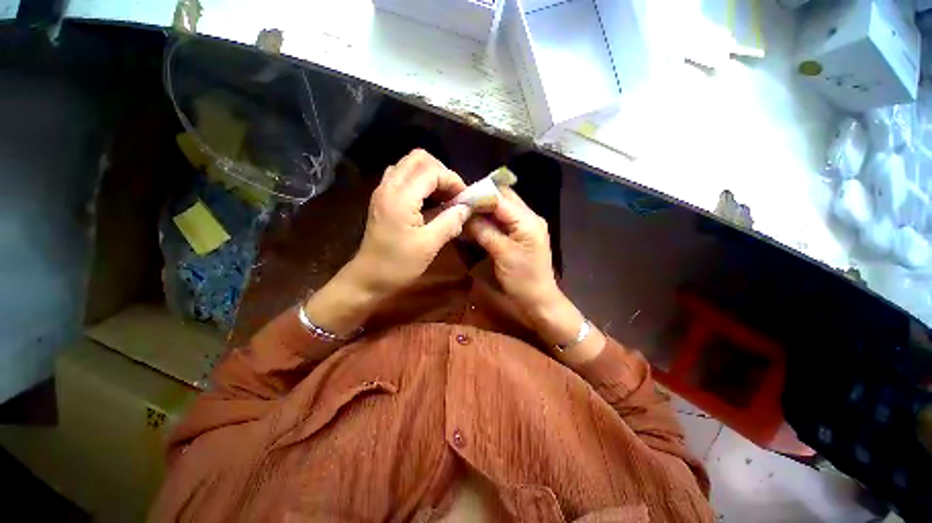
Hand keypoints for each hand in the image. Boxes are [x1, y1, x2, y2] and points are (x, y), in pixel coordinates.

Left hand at [349, 149, 470, 296]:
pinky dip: (420, 182)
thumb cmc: (398, 265)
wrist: (368, 278)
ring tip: (444, 196)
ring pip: (410, 164)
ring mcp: (383, 190)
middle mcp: (389, 186)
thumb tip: (467, 208)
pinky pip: (403, 176)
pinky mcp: (383, 198)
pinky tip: (428, 201)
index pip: (432, 171)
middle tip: (453, 194)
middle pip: (418, 158)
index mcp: (400, 197)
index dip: (452, 180)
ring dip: (431, 175)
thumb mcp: (429, 245)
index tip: (465, 199)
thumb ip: (450, 222)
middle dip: (441, 172)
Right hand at [465, 187, 604, 362]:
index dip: (478, 195)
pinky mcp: (521, 235)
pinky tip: (476, 223)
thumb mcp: (502, 254)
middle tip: (460, 205)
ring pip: (502, 208)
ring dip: (484, 209)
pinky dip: (489, 220)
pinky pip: (503, 220)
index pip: (500, 197)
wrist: (539, 300)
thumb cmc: (522, 279)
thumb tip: (463, 214)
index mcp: (527, 220)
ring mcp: (526, 226)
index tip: (457, 198)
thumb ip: (483, 231)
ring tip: (465, 212)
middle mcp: (529, 217)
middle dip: (481, 199)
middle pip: (503, 198)